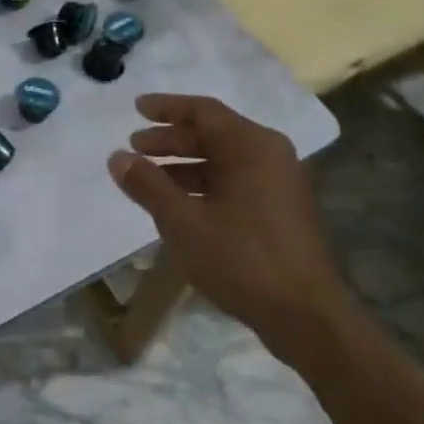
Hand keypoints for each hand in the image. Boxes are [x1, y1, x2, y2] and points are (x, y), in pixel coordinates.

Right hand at [108, 94, 347, 346]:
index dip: (166, 107)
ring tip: (149, 177)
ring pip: (223, 160)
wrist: (306, 316)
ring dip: (184, 164)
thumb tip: (117, 158)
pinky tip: (179, 204)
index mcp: (252, 146)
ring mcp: (279, 183)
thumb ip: (148, 185)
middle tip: (135, 147)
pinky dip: (204, 184)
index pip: (203, 111)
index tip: (135, 108)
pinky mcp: (281, 210)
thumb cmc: (242, 259)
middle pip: (213, 134)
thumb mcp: (184, 222)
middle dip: (171, 139)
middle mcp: (270, 155)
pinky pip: (235, 181)